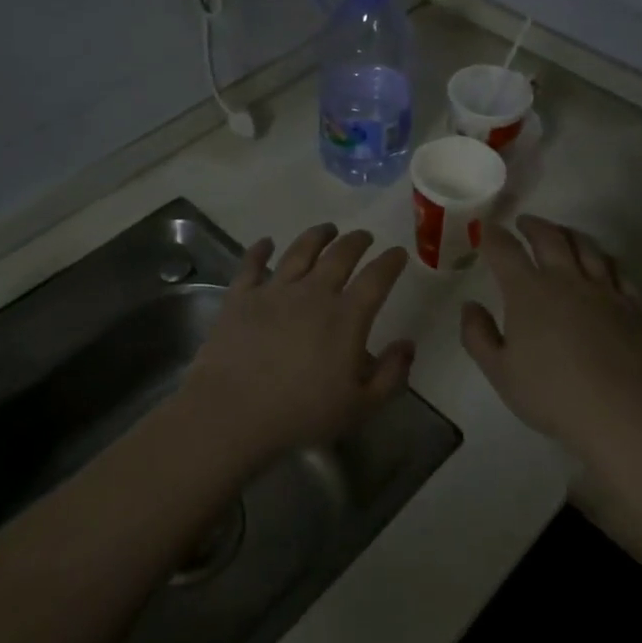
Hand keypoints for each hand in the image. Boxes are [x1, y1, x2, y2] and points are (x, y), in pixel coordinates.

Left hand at [182, 223, 414, 460]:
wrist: (233, 411)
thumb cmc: (301, 414)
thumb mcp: (360, 406)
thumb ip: (391, 375)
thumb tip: (408, 345)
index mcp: (346, 317)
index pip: (376, 278)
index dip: (390, 262)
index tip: (398, 253)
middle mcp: (312, 293)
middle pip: (339, 255)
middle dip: (356, 241)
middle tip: (364, 236)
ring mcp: (274, 291)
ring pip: (299, 251)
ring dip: (316, 236)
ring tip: (327, 229)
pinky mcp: (240, 297)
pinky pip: (252, 265)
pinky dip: (260, 250)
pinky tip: (266, 243)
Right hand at [461, 215, 641, 449]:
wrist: (624, 413)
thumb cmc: (552, 394)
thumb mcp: (500, 372)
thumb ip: (478, 335)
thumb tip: (470, 305)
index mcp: (528, 291)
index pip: (505, 250)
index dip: (492, 235)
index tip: (485, 228)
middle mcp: (566, 279)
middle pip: (550, 237)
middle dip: (533, 225)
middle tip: (523, 223)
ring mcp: (604, 290)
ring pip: (587, 247)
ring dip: (570, 234)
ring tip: (562, 234)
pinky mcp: (634, 306)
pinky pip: (619, 271)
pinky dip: (605, 260)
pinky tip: (603, 265)